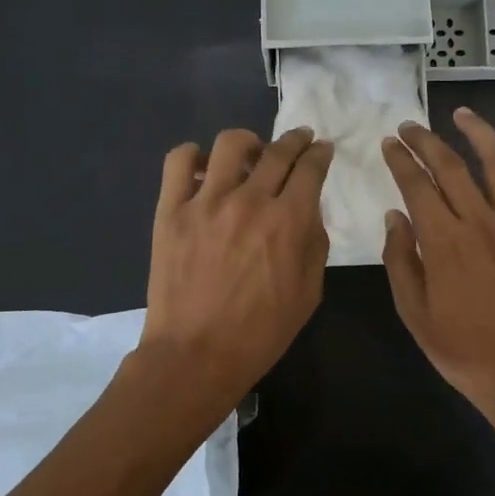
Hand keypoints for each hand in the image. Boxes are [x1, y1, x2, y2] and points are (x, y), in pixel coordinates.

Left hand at [141, 126, 333, 413]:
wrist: (196, 355)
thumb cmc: (261, 332)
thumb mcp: (309, 293)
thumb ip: (314, 243)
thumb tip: (309, 210)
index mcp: (289, 221)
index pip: (311, 168)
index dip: (320, 153)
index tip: (323, 149)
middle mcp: (250, 201)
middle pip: (278, 150)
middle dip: (295, 140)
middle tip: (299, 141)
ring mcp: (207, 202)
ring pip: (231, 144)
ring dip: (249, 142)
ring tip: (250, 154)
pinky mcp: (172, 210)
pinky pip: (179, 161)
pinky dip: (193, 155)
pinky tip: (203, 169)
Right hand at [381, 107, 494, 449]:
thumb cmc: (464, 350)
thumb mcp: (414, 313)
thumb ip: (400, 261)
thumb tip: (394, 217)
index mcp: (443, 241)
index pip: (416, 185)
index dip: (400, 161)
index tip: (388, 144)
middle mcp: (481, 221)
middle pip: (451, 166)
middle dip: (426, 140)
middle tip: (410, 126)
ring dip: (479, 133)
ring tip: (462, 114)